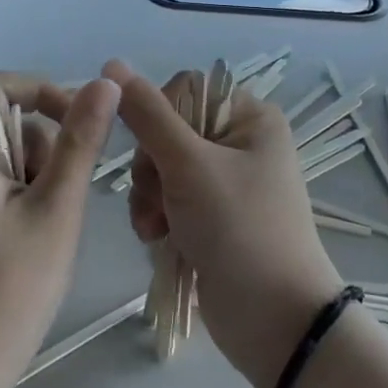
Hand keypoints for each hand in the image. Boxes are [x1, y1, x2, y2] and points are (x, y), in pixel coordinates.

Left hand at [0, 73, 119, 387]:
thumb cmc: (10, 291)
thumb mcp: (57, 210)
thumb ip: (80, 141)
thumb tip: (104, 83)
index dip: (46, 91)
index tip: (82, 125)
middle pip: (4, 118)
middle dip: (44, 146)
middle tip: (59, 198)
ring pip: (4, 151)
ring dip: (36, 173)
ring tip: (46, 226)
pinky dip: (21, 193)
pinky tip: (30, 236)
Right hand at [105, 60, 342, 387]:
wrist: (275, 322)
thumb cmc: (239, 229)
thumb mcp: (189, 165)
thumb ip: (147, 115)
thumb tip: (112, 65)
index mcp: (250, 118)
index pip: (185, 90)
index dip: (158, 117)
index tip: (153, 151)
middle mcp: (240, 143)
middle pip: (168, 131)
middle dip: (151, 167)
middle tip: (155, 198)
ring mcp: (226, 184)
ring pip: (162, 168)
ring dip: (149, 196)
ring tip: (153, 228)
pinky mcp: (213, 219)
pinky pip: (169, 200)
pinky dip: (157, 217)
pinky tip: (157, 240)